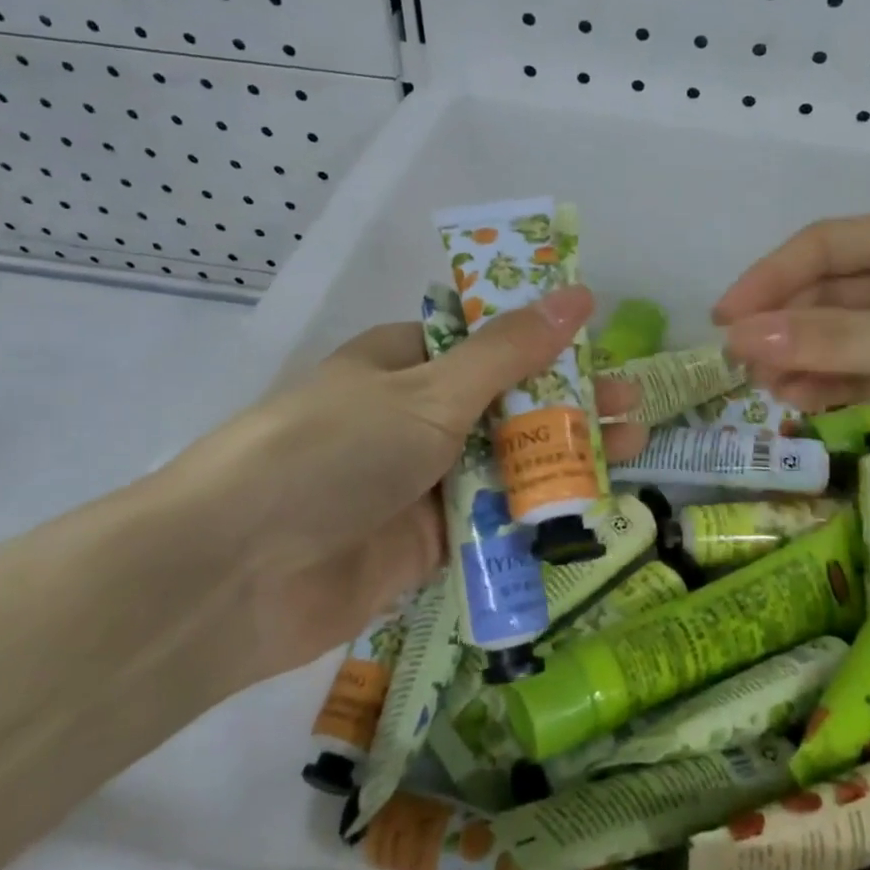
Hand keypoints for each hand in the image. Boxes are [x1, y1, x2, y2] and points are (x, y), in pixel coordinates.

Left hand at [161, 287, 647, 680]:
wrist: (236, 575)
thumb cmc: (332, 452)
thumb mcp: (428, 392)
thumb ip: (509, 352)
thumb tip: (577, 294)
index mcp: (406, 362)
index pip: (488, 339)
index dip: (545, 338)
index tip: (601, 340)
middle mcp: (416, 416)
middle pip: (507, 401)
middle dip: (570, 399)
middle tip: (632, 402)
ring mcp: (422, 481)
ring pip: (507, 460)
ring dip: (565, 453)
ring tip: (633, 444)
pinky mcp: (428, 543)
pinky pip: (495, 519)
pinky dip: (538, 512)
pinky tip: (592, 505)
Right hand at [713, 207, 869, 503]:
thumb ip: (830, 341)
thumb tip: (737, 339)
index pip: (823, 247)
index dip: (768, 279)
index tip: (724, 320)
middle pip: (832, 293)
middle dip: (786, 326)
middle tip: (742, 365)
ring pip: (847, 337)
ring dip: (805, 359)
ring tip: (771, 391)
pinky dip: (836, 385)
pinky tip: (805, 402)